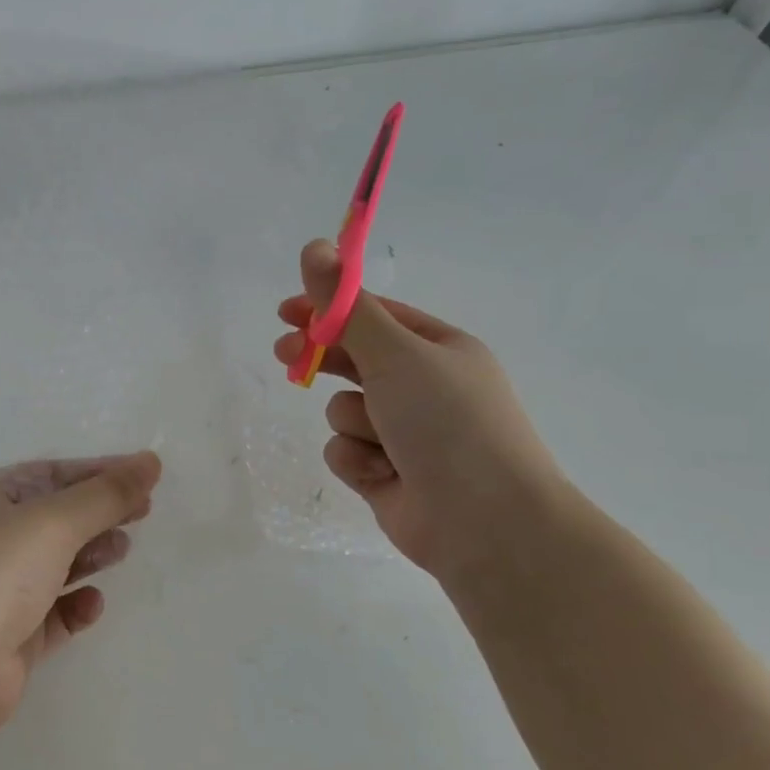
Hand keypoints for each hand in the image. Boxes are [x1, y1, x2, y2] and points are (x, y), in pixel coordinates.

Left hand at [0, 452, 161, 729]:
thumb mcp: (53, 523)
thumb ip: (105, 494)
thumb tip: (151, 461)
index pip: (48, 474)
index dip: (97, 473)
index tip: (145, 476)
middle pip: (52, 518)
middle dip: (96, 514)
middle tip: (143, 513)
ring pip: (52, 565)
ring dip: (89, 555)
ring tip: (122, 551)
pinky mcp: (6, 637)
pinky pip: (50, 613)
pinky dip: (74, 606)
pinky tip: (92, 604)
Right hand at [274, 240, 564, 579]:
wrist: (485, 521)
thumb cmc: (447, 423)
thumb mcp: (395, 354)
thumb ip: (346, 307)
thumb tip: (314, 247)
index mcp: (439, 349)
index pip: (374, 316)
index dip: (329, 309)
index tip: (286, 310)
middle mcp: (423, 387)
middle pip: (355, 360)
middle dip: (322, 358)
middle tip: (285, 353)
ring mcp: (404, 433)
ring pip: (344, 410)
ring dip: (353, 422)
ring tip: (381, 441)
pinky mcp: (385, 472)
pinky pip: (346, 451)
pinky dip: (356, 460)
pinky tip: (381, 474)